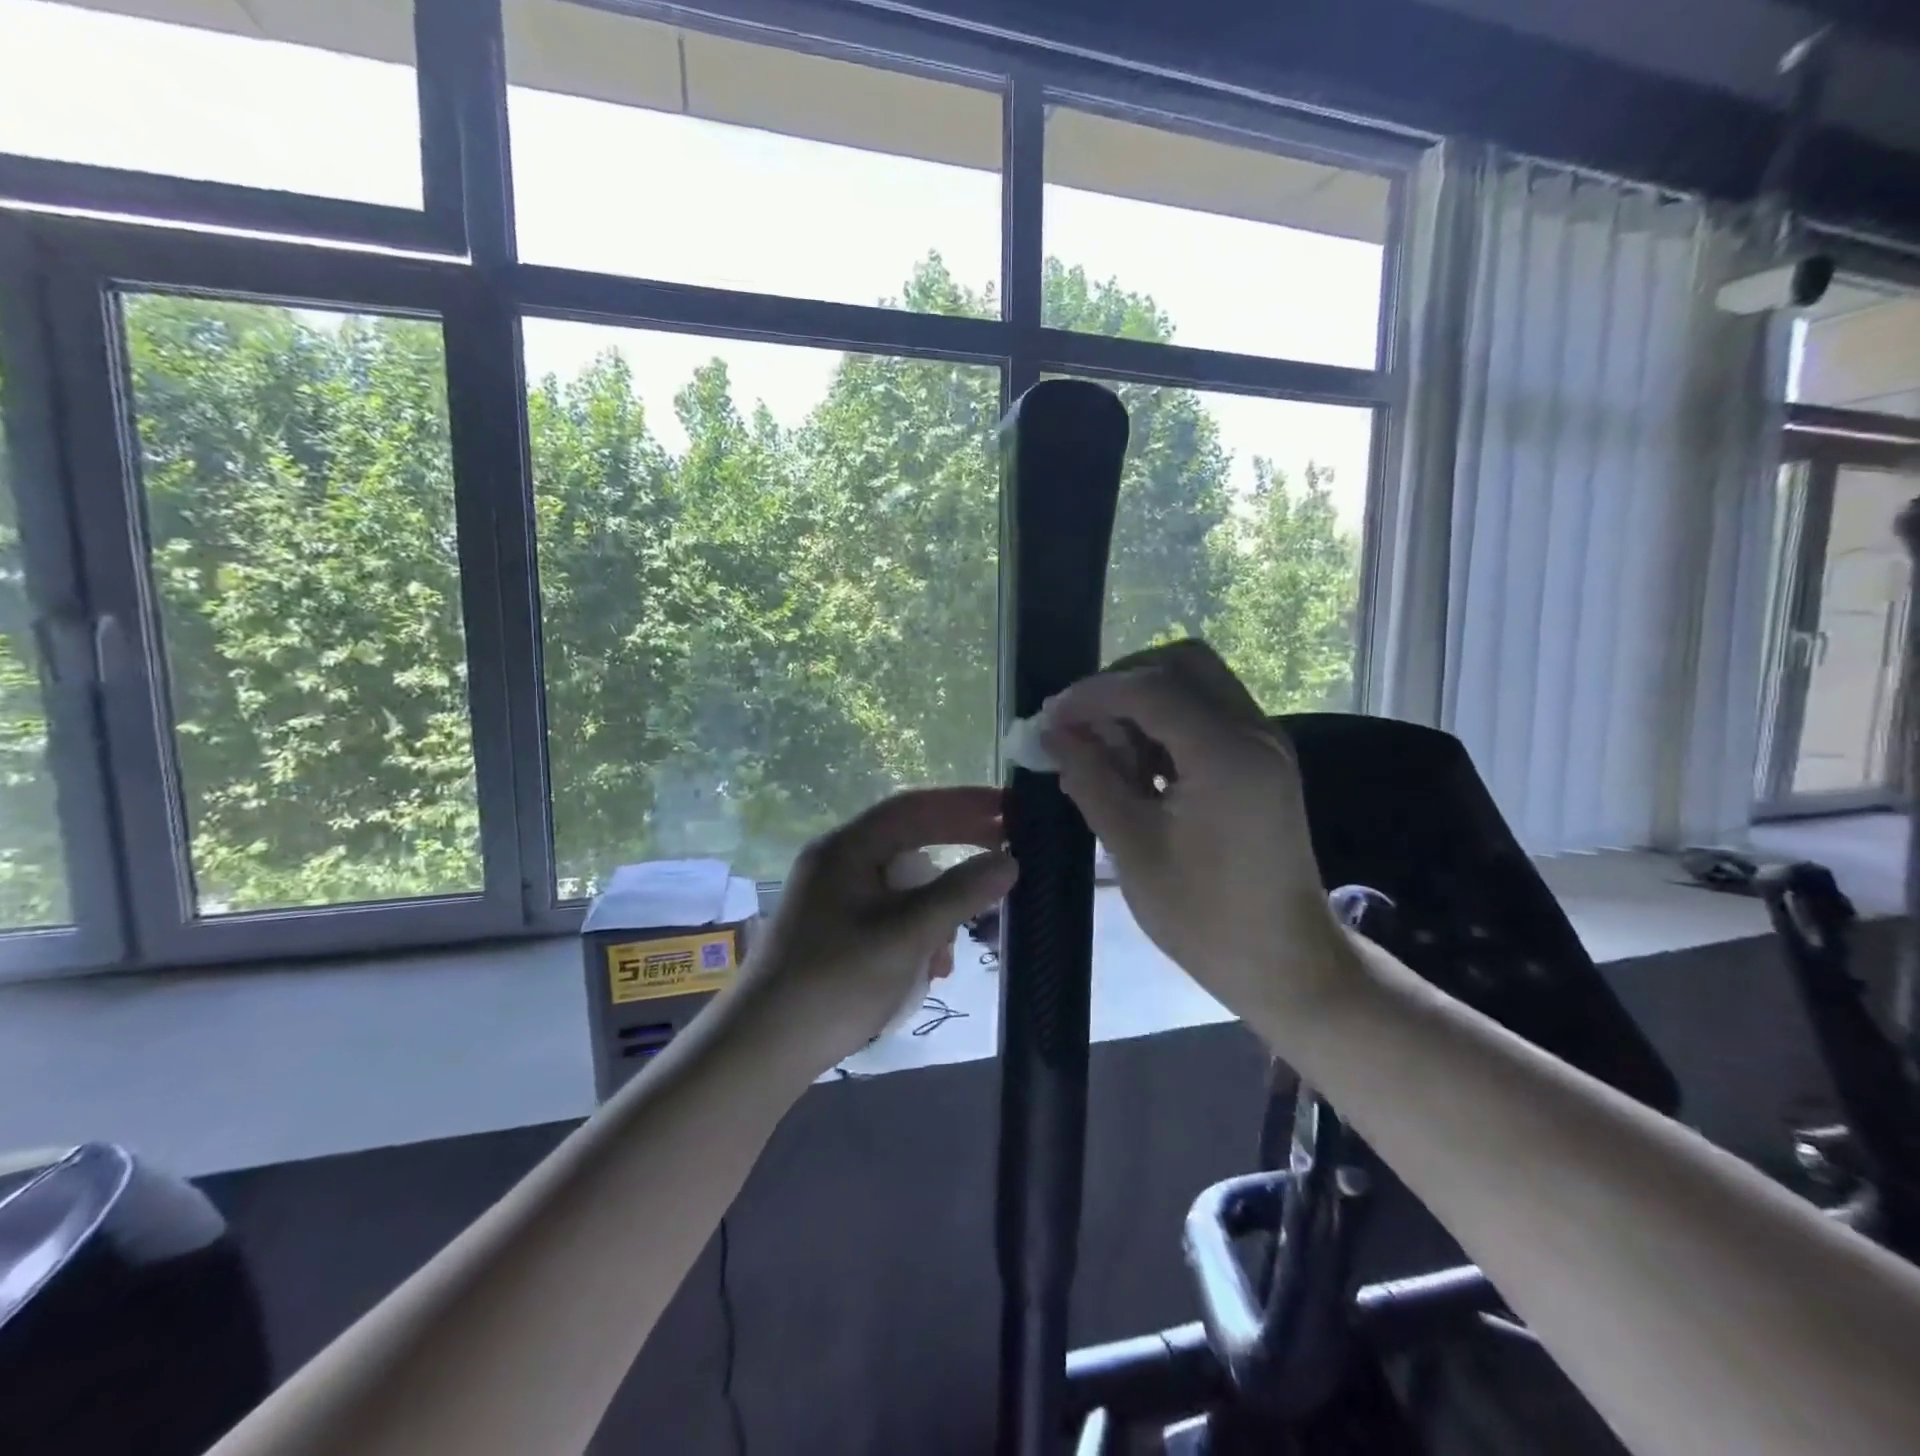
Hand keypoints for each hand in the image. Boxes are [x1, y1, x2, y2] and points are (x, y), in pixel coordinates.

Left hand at [734, 787, 1017, 1073]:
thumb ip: (959, 893)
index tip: (1009, 809)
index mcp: (846, 848)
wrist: (763, 1049)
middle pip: (909, 841)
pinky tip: (931, 966)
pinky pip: (889, 912)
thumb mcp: (906, 935)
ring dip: (938, 905)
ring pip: (903, 883)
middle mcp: (838, 861)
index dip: (965, 804)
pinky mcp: (836, 929)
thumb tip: (1009, 860)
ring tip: (957, 944)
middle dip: (957, 852)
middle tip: (1008, 852)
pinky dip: (917, 930)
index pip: (914, 808)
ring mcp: (834, 896)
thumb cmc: (835, 982)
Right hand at [1044, 640, 1353, 1029]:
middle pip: (1183, 663)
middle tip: (1081, 722)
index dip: (1092, 694)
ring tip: (1105, 749)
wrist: (1285, 963)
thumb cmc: (1205, 918)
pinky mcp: (1263, 761)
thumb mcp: (1133, 848)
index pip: (1150, 688)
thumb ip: (1090, 778)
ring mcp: (1265, 742)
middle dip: (1123, 683)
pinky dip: (1168, 721)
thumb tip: (1051, 733)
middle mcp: (1254, 732)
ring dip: (1145, 700)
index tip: (1050, 717)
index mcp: (1226, 754)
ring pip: (1198, 683)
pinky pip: (1209, 713)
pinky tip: (1138, 764)